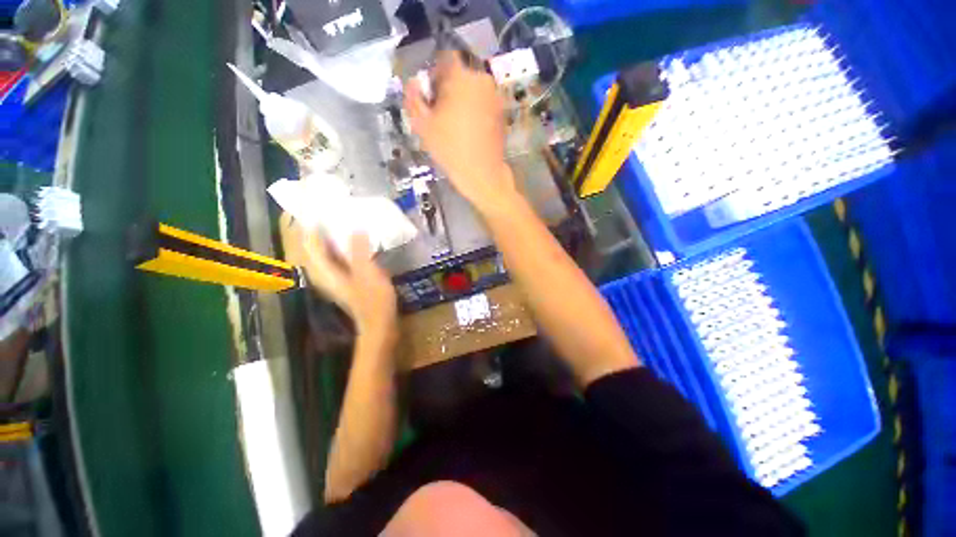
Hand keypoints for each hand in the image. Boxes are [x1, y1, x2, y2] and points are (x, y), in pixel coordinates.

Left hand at [281, 214, 397, 342]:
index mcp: (322, 270)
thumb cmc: (373, 299)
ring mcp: (330, 275)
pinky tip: (342, 236)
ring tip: (325, 215)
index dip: (304, 221)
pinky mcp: (341, 277)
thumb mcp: (368, 273)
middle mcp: (320, 271)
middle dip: (305, 225)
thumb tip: (355, 228)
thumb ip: (359, 250)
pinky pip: (329, 255)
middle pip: (305, 244)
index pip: (306, 240)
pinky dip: (330, 243)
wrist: (378, 323)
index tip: (309, 201)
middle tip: (314, 205)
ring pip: (316, 250)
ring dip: (317, 233)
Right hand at [404, 52, 515, 214]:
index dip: (435, 75)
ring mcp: (495, 97)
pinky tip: (469, 131)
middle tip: (441, 114)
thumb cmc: (451, 149)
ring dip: (461, 100)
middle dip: (448, 88)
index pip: (445, 59)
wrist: (482, 174)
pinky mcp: (501, 113)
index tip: (431, 96)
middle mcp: (482, 80)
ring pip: (472, 89)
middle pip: (460, 74)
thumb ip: (413, 98)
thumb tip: (414, 83)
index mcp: (462, 77)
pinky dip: (474, 110)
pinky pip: (483, 103)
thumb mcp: (423, 125)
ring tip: (454, 125)